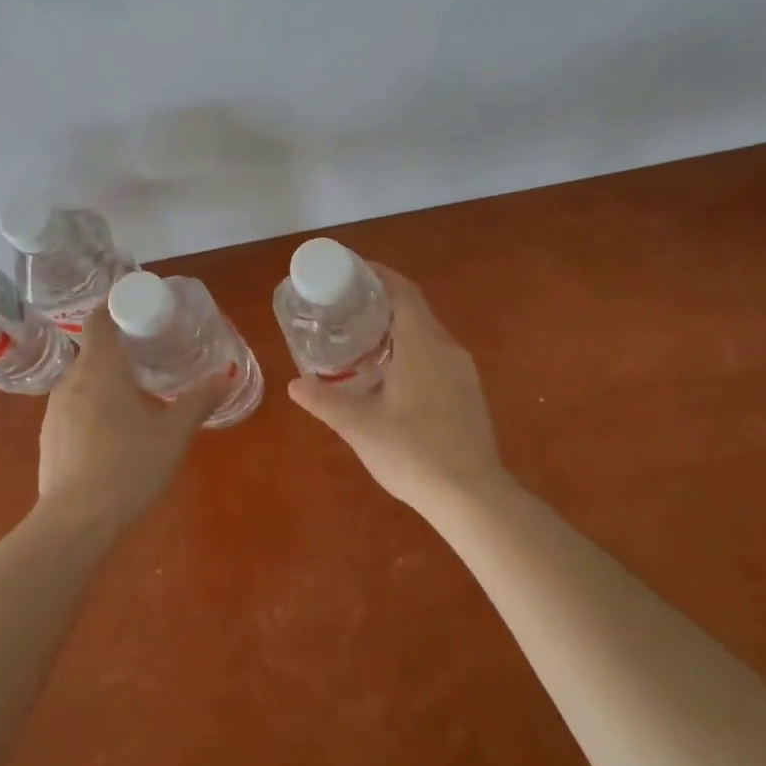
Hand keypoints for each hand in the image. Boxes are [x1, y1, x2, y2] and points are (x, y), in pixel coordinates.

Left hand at [37, 306, 223, 525]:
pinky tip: (112, 432)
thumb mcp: (173, 433)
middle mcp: (71, 380)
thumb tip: (227, 375)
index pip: (100, 320)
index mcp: (100, 368)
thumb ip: (199, 401)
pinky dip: (92, 406)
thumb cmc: (129, 466)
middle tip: (151, 356)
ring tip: (135, 395)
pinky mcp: (49, 436)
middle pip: (93, 350)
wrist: (76, 521)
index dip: (116, 308)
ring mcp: (55, 409)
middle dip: (119, 349)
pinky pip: (73, 406)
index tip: (140, 312)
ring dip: (105, 380)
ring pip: (82, 380)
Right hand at [288, 263, 508, 511]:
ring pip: (429, 334)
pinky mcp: (470, 392)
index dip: (380, 275)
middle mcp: (447, 348)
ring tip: (365, 338)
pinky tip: (394, 374)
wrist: (471, 495)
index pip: (403, 292)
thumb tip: (294, 385)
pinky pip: (438, 355)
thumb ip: (325, 401)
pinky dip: (414, 349)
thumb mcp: (359, 426)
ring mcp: (463, 371)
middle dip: (384, 300)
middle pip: (417, 309)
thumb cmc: (412, 452)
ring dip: (400, 327)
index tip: (353, 270)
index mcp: (422, 345)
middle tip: (348, 306)